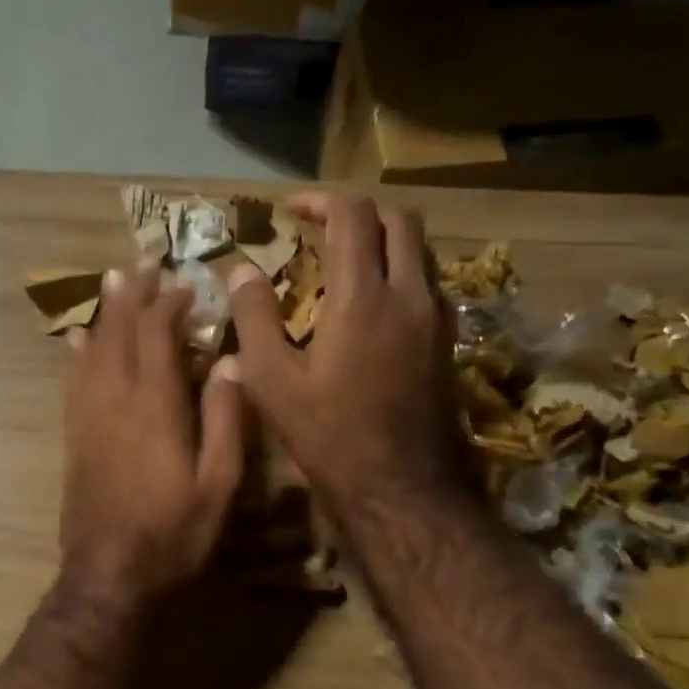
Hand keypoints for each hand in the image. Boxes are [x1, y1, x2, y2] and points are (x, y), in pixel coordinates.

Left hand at [60, 261, 245, 604]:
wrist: (109, 574)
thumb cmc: (174, 533)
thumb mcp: (219, 484)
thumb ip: (226, 420)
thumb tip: (232, 362)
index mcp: (155, 406)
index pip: (157, 335)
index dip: (170, 303)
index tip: (187, 284)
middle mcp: (114, 400)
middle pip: (118, 331)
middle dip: (133, 293)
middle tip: (144, 262)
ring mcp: (87, 417)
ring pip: (92, 349)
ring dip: (105, 312)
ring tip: (115, 282)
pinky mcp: (74, 437)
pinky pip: (74, 379)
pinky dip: (80, 351)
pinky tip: (80, 339)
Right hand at [227, 192, 465, 521]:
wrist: (402, 487)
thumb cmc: (330, 436)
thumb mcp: (273, 382)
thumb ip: (255, 319)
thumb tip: (241, 272)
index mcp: (363, 297)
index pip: (352, 216)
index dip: (319, 201)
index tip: (290, 211)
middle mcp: (409, 295)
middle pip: (398, 220)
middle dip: (358, 212)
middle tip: (322, 229)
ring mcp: (436, 319)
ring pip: (419, 251)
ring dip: (384, 241)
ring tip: (346, 263)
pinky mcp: (447, 344)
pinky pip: (428, 285)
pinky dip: (400, 274)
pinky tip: (374, 307)